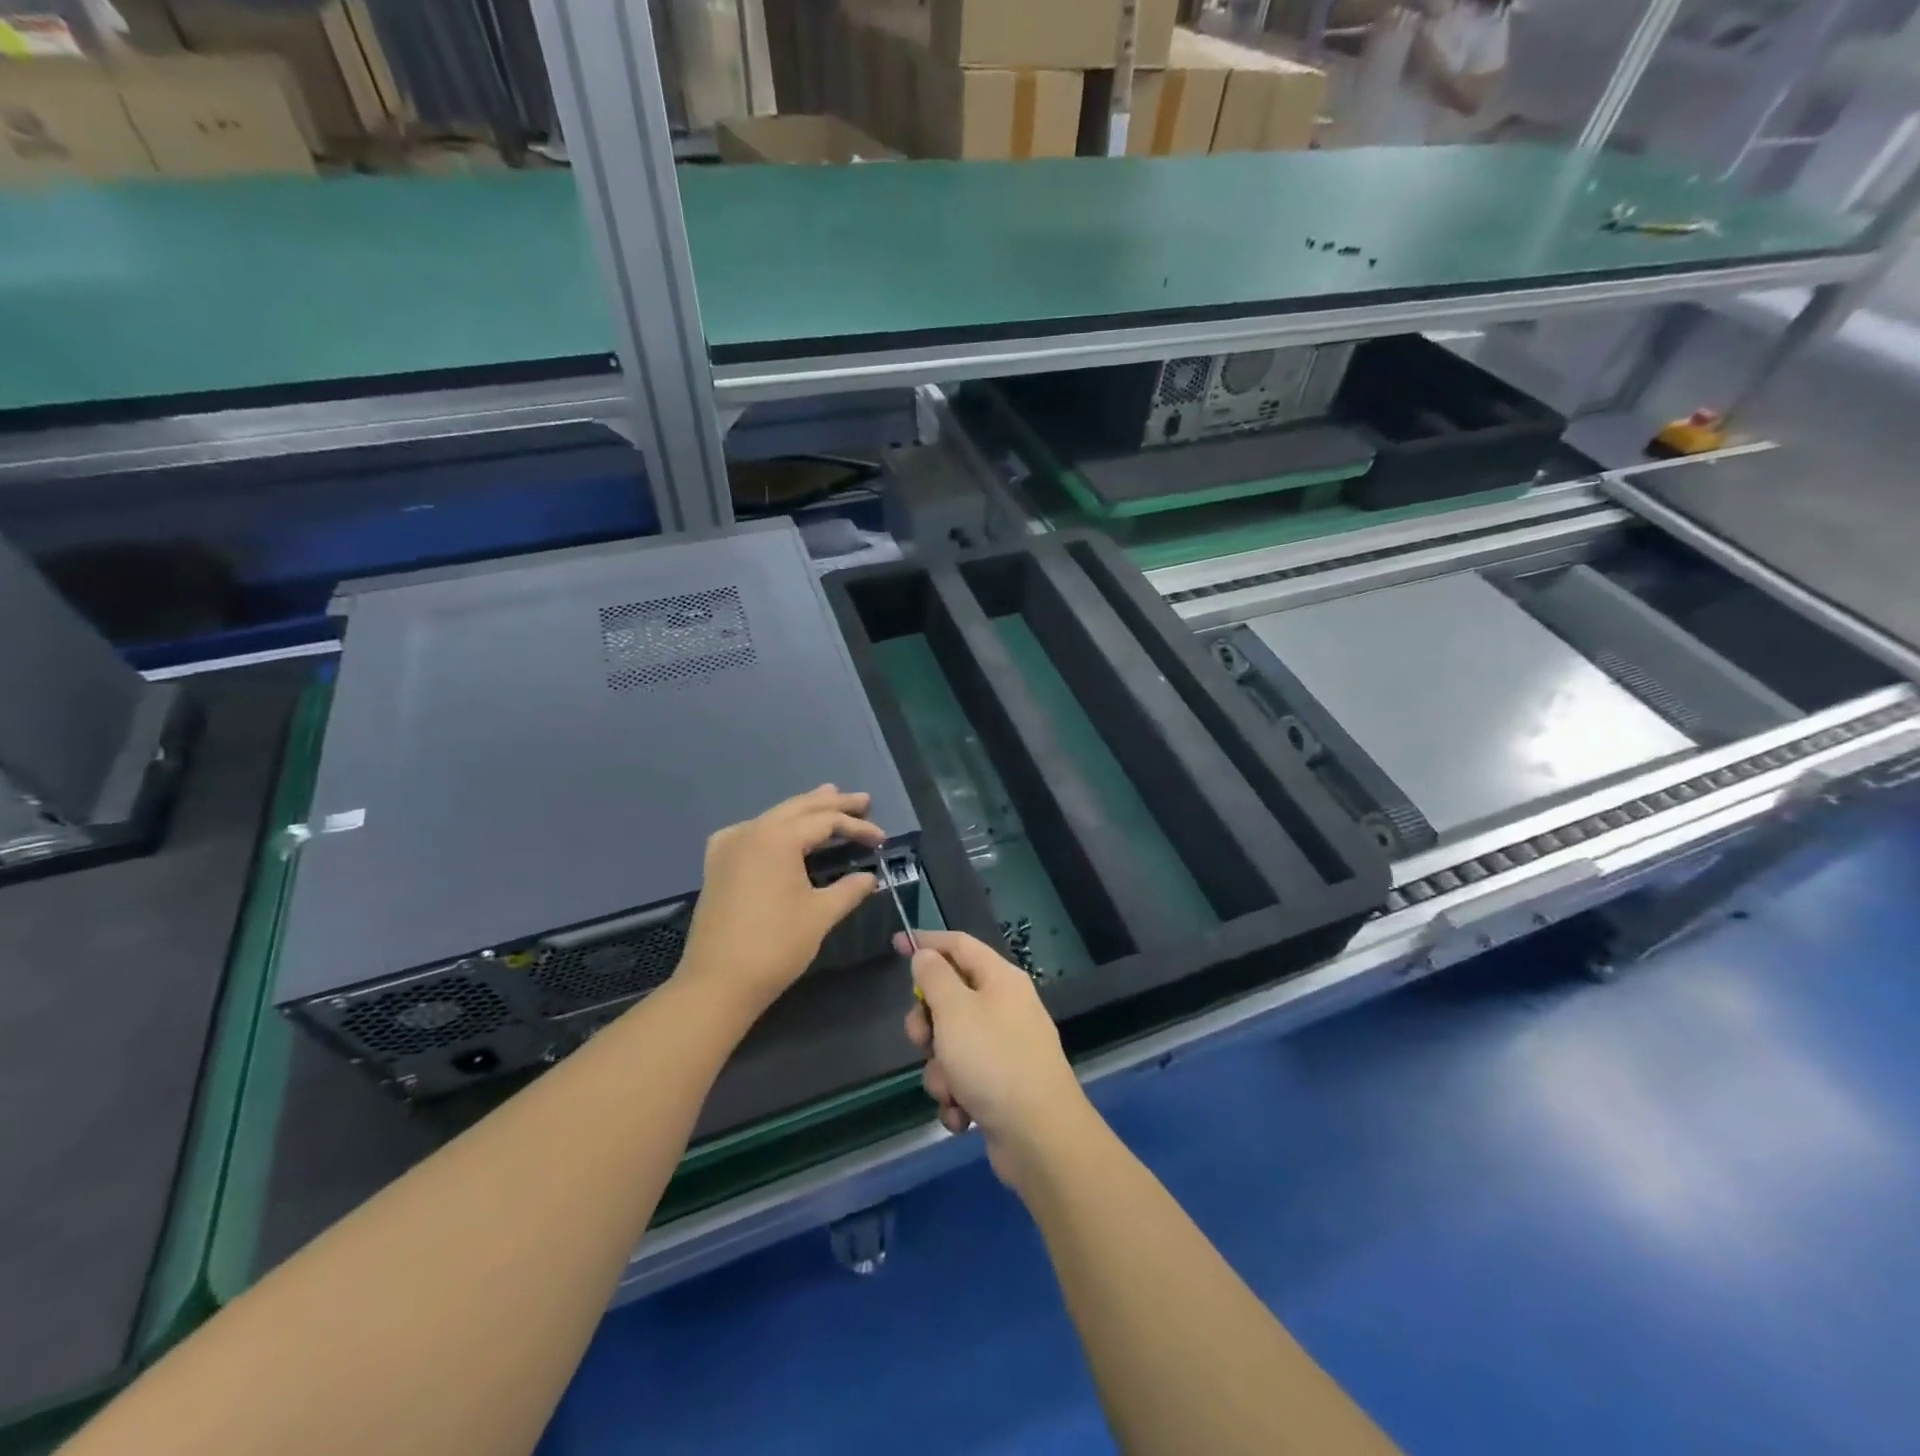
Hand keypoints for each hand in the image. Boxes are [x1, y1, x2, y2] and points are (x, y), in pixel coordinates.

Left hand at [678, 786, 883, 1016]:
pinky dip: (773, 826)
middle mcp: (751, 831)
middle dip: (833, 804)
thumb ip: (849, 889)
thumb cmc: (776, 946)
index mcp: (778, 838)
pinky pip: (750, 832)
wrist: (718, 982)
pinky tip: (778, 830)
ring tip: (829, 798)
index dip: (857, 827)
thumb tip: (869, 878)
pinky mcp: (718, 865)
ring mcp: (729, 846)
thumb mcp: (820, 915)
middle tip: (863, 800)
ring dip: (804, 810)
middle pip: (799, 808)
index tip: (882, 838)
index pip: (826, 821)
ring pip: (774, 817)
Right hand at [900, 930, 1093, 1191]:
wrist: (1040, 1137)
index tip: (897, 944)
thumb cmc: (993, 1061)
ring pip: (952, 1046)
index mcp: (1001, 979)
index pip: (959, 945)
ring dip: (941, 1070)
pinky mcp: (1003, 1087)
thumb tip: (927, 954)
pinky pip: (965, 1080)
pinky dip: (957, 1097)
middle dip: (928, 1023)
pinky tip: (962, 1115)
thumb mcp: (955, 1010)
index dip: (928, 942)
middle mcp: (1006, 1008)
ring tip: (950, 1090)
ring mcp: (1006, 1049)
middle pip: (951, 999)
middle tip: (922, 1040)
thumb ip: (934, 977)